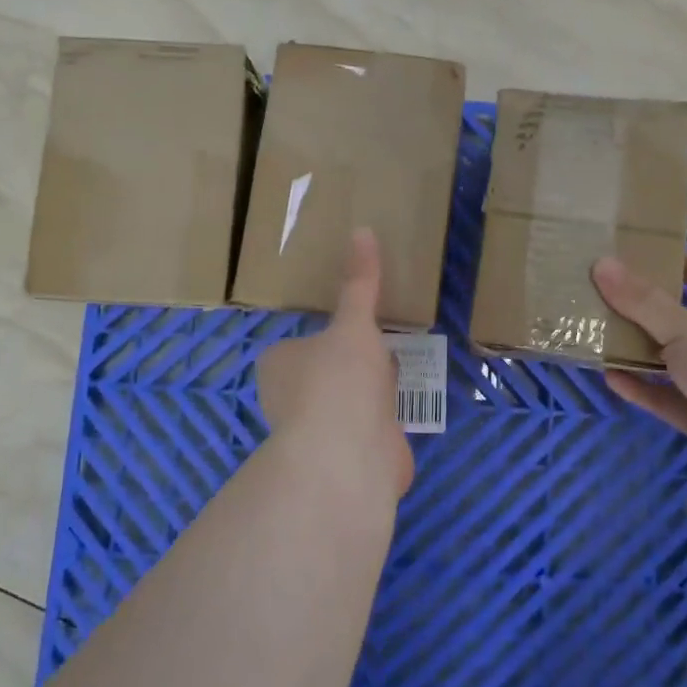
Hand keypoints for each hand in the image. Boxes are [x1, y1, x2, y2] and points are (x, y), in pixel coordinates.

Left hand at [257, 229, 414, 498]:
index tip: (352, 323)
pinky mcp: (350, 455)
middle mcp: (291, 398)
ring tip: (401, 366)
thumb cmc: (338, 380)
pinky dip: (385, 418)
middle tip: (383, 339)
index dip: (324, 334)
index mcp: (279, 364)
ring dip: (370, 391)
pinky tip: (406, 403)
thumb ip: (360, 284)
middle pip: (323, 371)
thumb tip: (362, 230)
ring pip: (348, 400)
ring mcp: (321, 431)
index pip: (298, 343)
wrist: (349, 457)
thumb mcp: (353, 323)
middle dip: (349, 362)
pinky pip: (370, 426)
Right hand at [592, 253, 686, 488]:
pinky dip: (640, 389)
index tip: (638, 251)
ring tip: (597, 334)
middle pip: (681, 319)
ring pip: (669, 362)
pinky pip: (665, 398)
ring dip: (637, 351)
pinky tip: (609, 377)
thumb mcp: (685, 327)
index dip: (676, 261)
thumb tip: (601, 264)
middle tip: (603, 292)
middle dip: (645, 308)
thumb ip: (642, 300)